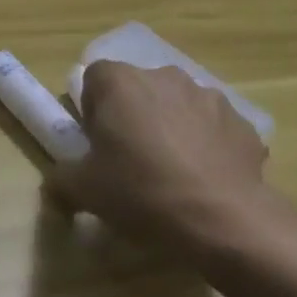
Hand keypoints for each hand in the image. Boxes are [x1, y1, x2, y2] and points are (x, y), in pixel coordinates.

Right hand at [51, 61, 273, 258]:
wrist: (223, 220)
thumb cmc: (141, 192)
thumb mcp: (84, 190)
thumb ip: (61, 179)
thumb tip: (55, 184)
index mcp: (120, 82)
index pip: (95, 79)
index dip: (93, 110)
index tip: (98, 144)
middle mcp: (163, 76)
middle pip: (138, 89)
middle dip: (134, 116)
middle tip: (131, 160)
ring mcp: (207, 96)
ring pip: (177, 106)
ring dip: (171, 127)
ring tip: (173, 173)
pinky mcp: (241, 122)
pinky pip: (213, 128)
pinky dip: (207, 146)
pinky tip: (206, 181)